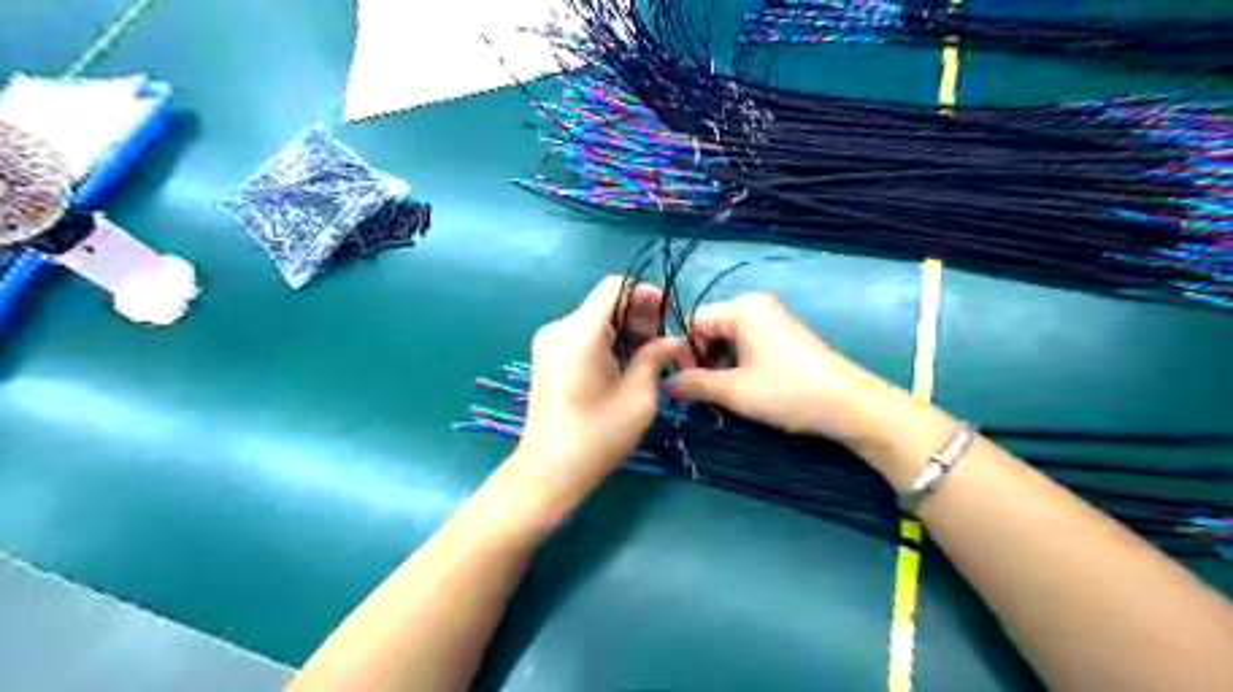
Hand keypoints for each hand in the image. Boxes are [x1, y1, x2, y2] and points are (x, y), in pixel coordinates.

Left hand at [509, 278, 684, 510]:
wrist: (549, 470)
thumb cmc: (597, 436)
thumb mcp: (638, 396)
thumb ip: (656, 357)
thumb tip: (674, 340)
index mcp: (580, 331)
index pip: (616, 287)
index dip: (646, 294)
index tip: (668, 317)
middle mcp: (559, 327)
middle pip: (606, 303)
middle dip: (639, 316)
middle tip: (663, 346)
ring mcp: (549, 342)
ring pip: (596, 319)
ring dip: (625, 331)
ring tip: (649, 359)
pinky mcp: (547, 357)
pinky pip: (583, 335)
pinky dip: (607, 342)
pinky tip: (624, 366)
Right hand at [666, 292, 901, 446]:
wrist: (848, 405)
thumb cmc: (786, 391)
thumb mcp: (733, 390)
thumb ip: (693, 384)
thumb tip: (665, 384)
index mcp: (743, 308)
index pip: (694, 321)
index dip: (685, 351)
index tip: (689, 383)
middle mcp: (758, 306)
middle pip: (712, 328)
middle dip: (704, 359)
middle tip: (707, 391)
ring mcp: (775, 320)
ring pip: (730, 339)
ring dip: (721, 365)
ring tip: (728, 393)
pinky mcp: (787, 336)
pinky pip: (749, 343)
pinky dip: (740, 363)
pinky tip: (747, 388)